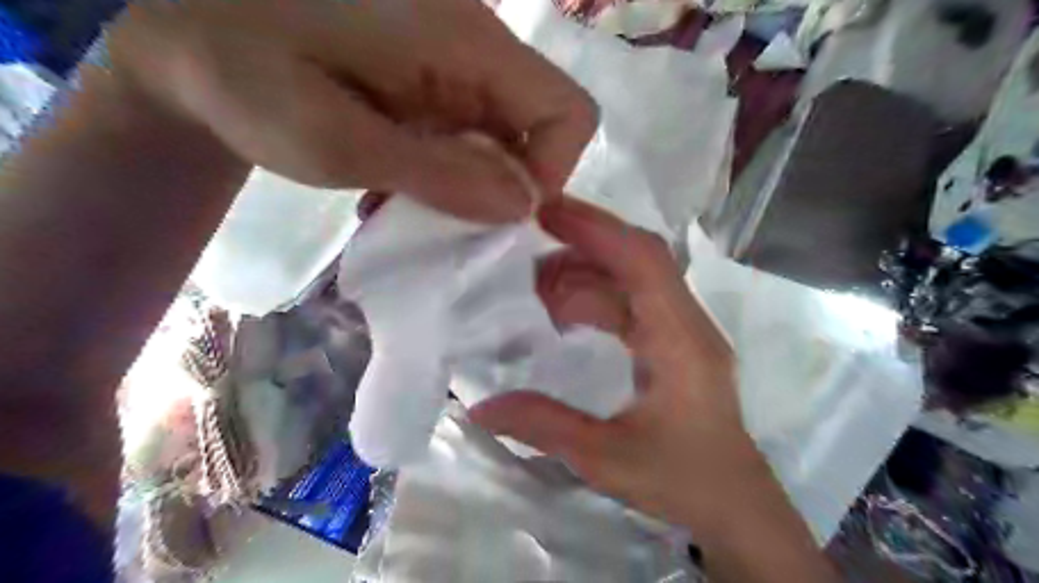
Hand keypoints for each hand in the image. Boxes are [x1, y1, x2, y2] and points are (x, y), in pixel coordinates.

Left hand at [103, 0, 600, 220]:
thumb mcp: (337, 141)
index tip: (493, 216)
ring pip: (508, 142)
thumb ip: (439, 174)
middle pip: (543, 131)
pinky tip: (403, 183)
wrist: (187, 27)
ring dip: (474, 187)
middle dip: (507, 190)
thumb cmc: (244, 74)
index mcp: (467, 44)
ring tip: (413, 204)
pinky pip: (473, 138)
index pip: (568, 112)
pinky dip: (451, 173)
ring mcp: (457, 65)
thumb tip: (524, 206)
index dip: (549, 174)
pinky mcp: (435, 82)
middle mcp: (478, 47)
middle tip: (446, 220)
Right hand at [473, 198, 832, 582]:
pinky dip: (594, 297)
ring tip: (535, 287)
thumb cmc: (683, 482)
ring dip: (584, 272)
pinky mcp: (672, 341)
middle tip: (528, 239)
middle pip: (639, 258)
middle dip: (584, 240)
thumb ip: (544, 428)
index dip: (597, 229)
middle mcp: (687, 324)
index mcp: (682, 343)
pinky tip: (561, 313)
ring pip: (632, 278)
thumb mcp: (607, 460)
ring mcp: (682, 330)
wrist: (735, 505)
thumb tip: (479, 407)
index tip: (545, 212)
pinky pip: (630, 302)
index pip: (645, 262)